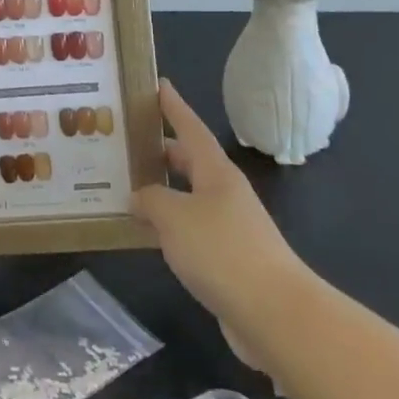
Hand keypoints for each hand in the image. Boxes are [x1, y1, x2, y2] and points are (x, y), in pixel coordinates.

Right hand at [132, 80, 314, 371]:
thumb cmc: (222, 250)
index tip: (158, 84)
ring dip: (159, 191)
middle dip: (159, 150)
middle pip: (188, 162)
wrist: (275, 315)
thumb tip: (139, 196)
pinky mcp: (226, 260)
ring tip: (124, 186)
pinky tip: (144, 233)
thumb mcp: (174, 216)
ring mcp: (228, 227)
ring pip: (186, 198)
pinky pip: (188, 231)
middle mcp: (223, 193)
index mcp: (215, 172)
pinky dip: (166, 226)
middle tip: (124, 141)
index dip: (173, 106)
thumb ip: (150, 199)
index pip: (190, 127)